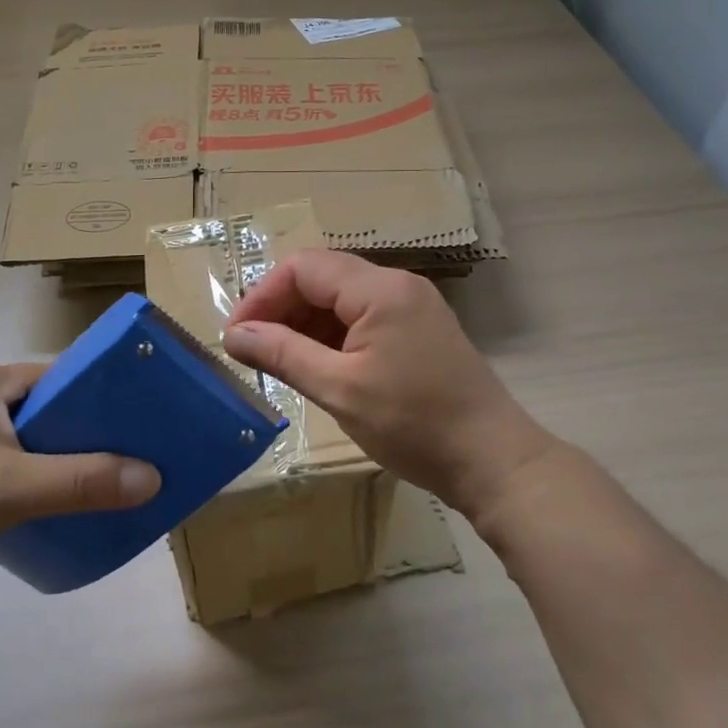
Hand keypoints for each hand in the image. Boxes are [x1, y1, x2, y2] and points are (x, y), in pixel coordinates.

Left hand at [0, 361, 160, 596]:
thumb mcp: (13, 490)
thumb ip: (84, 482)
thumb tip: (153, 478)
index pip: (56, 377)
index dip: (94, 401)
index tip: (126, 431)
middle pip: (33, 403)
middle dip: (67, 432)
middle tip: (103, 465)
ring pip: (5, 429)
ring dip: (35, 453)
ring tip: (64, 487)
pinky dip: (3, 467)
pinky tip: (12, 500)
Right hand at [223, 251, 560, 526]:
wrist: (493, 460)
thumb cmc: (414, 424)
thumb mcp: (339, 390)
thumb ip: (283, 354)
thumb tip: (234, 335)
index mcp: (380, 289)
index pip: (304, 268)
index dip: (263, 296)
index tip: (237, 336)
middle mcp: (397, 285)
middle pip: (322, 278)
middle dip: (282, 309)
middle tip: (254, 352)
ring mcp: (412, 306)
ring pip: (341, 298)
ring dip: (305, 324)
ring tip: (279, 363)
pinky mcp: (418, 330)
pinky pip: (363, 317)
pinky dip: (332, 336)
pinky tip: (317, 366)